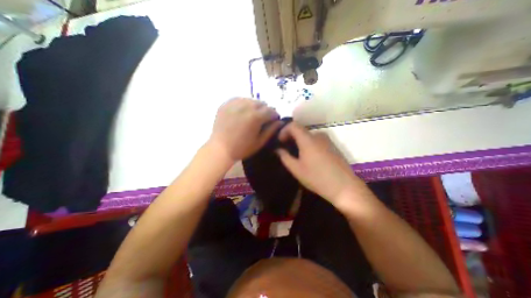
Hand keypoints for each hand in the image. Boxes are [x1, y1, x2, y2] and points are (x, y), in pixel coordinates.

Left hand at [207, 98, 281, 162]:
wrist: (220, 149)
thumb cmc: (242, 148)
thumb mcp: (259, 142)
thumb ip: (271, 130)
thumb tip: (279, 122)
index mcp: (255, 117)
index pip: (270, 111)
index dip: (274, 115)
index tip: (274, 120)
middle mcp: (245, 106)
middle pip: (261, 103)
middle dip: (265, 110)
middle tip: (263, 119)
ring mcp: (234, 104)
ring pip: (250, 100)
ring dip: (255, 106)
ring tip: (252, 115)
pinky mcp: (225, 104)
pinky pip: (239, 99)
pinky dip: (243, 104)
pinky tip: (242, 112)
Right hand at [274, 123, 369, 204]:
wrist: (345, 187)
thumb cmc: (317, 178)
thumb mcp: (296, 169)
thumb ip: (285, 157)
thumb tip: (278, 149)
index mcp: (308, 139)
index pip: (293, 125)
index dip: (284, 130)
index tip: (280, 141)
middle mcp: (318, 135)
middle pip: (301, 130)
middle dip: (291, 137)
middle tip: (285, 148)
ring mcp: (327, 140)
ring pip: (309, 136)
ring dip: (300, 141)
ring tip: (296, 154)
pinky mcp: (333, 146)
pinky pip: (316, 140)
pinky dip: (308, 144)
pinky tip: (308, 156)